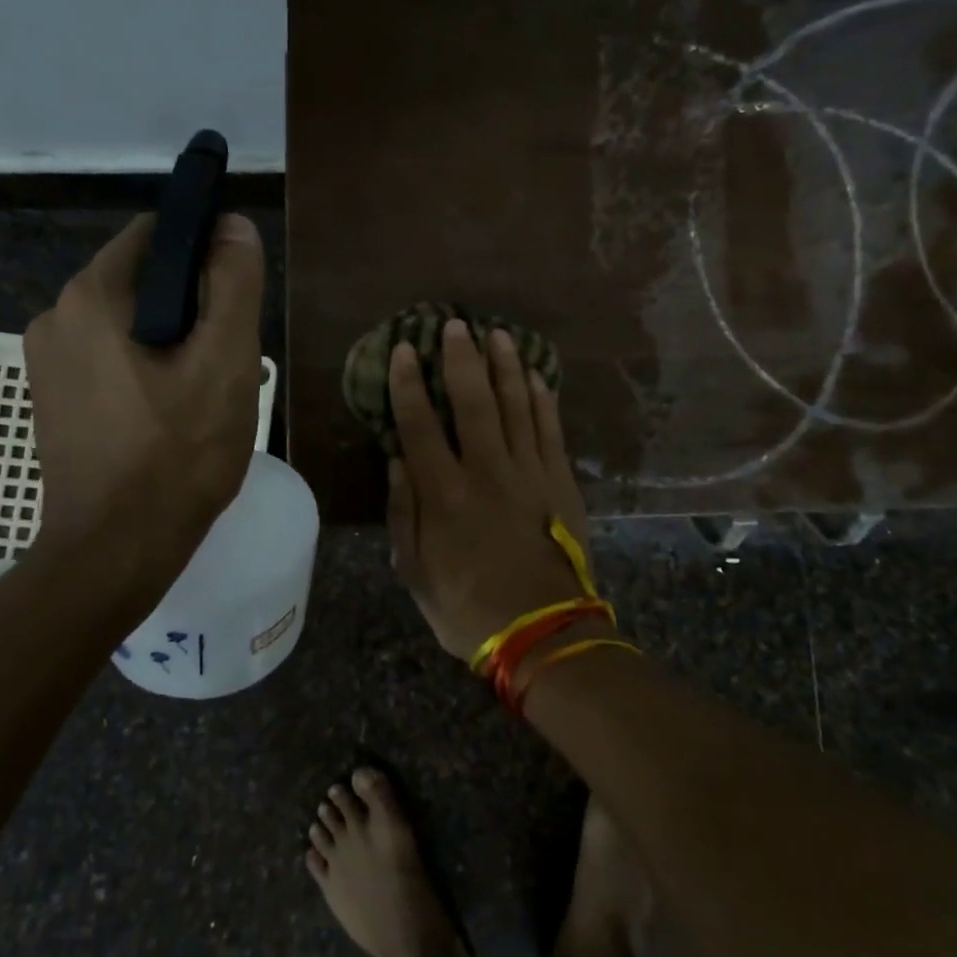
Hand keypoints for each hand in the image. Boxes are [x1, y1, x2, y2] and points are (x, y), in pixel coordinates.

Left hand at [23, 212, 264, 555]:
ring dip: (175, 343)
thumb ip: (233, 285)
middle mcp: (56, 318)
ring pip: (131, 325)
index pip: (156, 235)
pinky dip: (148, 370)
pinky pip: (112, 360)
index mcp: (91, 297)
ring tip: (209, 393)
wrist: (115, 552)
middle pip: (144, 282)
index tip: (238, 295)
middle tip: (231, 358)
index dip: (206, 251)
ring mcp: (49, 363)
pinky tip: (176, 415)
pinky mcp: (56, 400)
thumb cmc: (176, 455)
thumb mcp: (225, 363)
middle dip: (194, 307)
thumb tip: (232, 225)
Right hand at [387, 319, 592, 660]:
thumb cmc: (467, 607)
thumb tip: (397, 460)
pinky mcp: (560, 481)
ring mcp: (529, 473)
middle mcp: (485, 471)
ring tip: (498, 334)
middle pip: (472, 401)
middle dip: (461, 359)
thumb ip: (403, 513)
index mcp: (443, 494)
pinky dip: (543, 399)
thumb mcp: (415, 572)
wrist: (542, 632)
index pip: (419, 425)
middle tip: (454, 324)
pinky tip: (536, 376)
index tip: (404, 349)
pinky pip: (550, 430)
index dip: (409, 384)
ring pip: (516, 405)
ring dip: (505, 366)